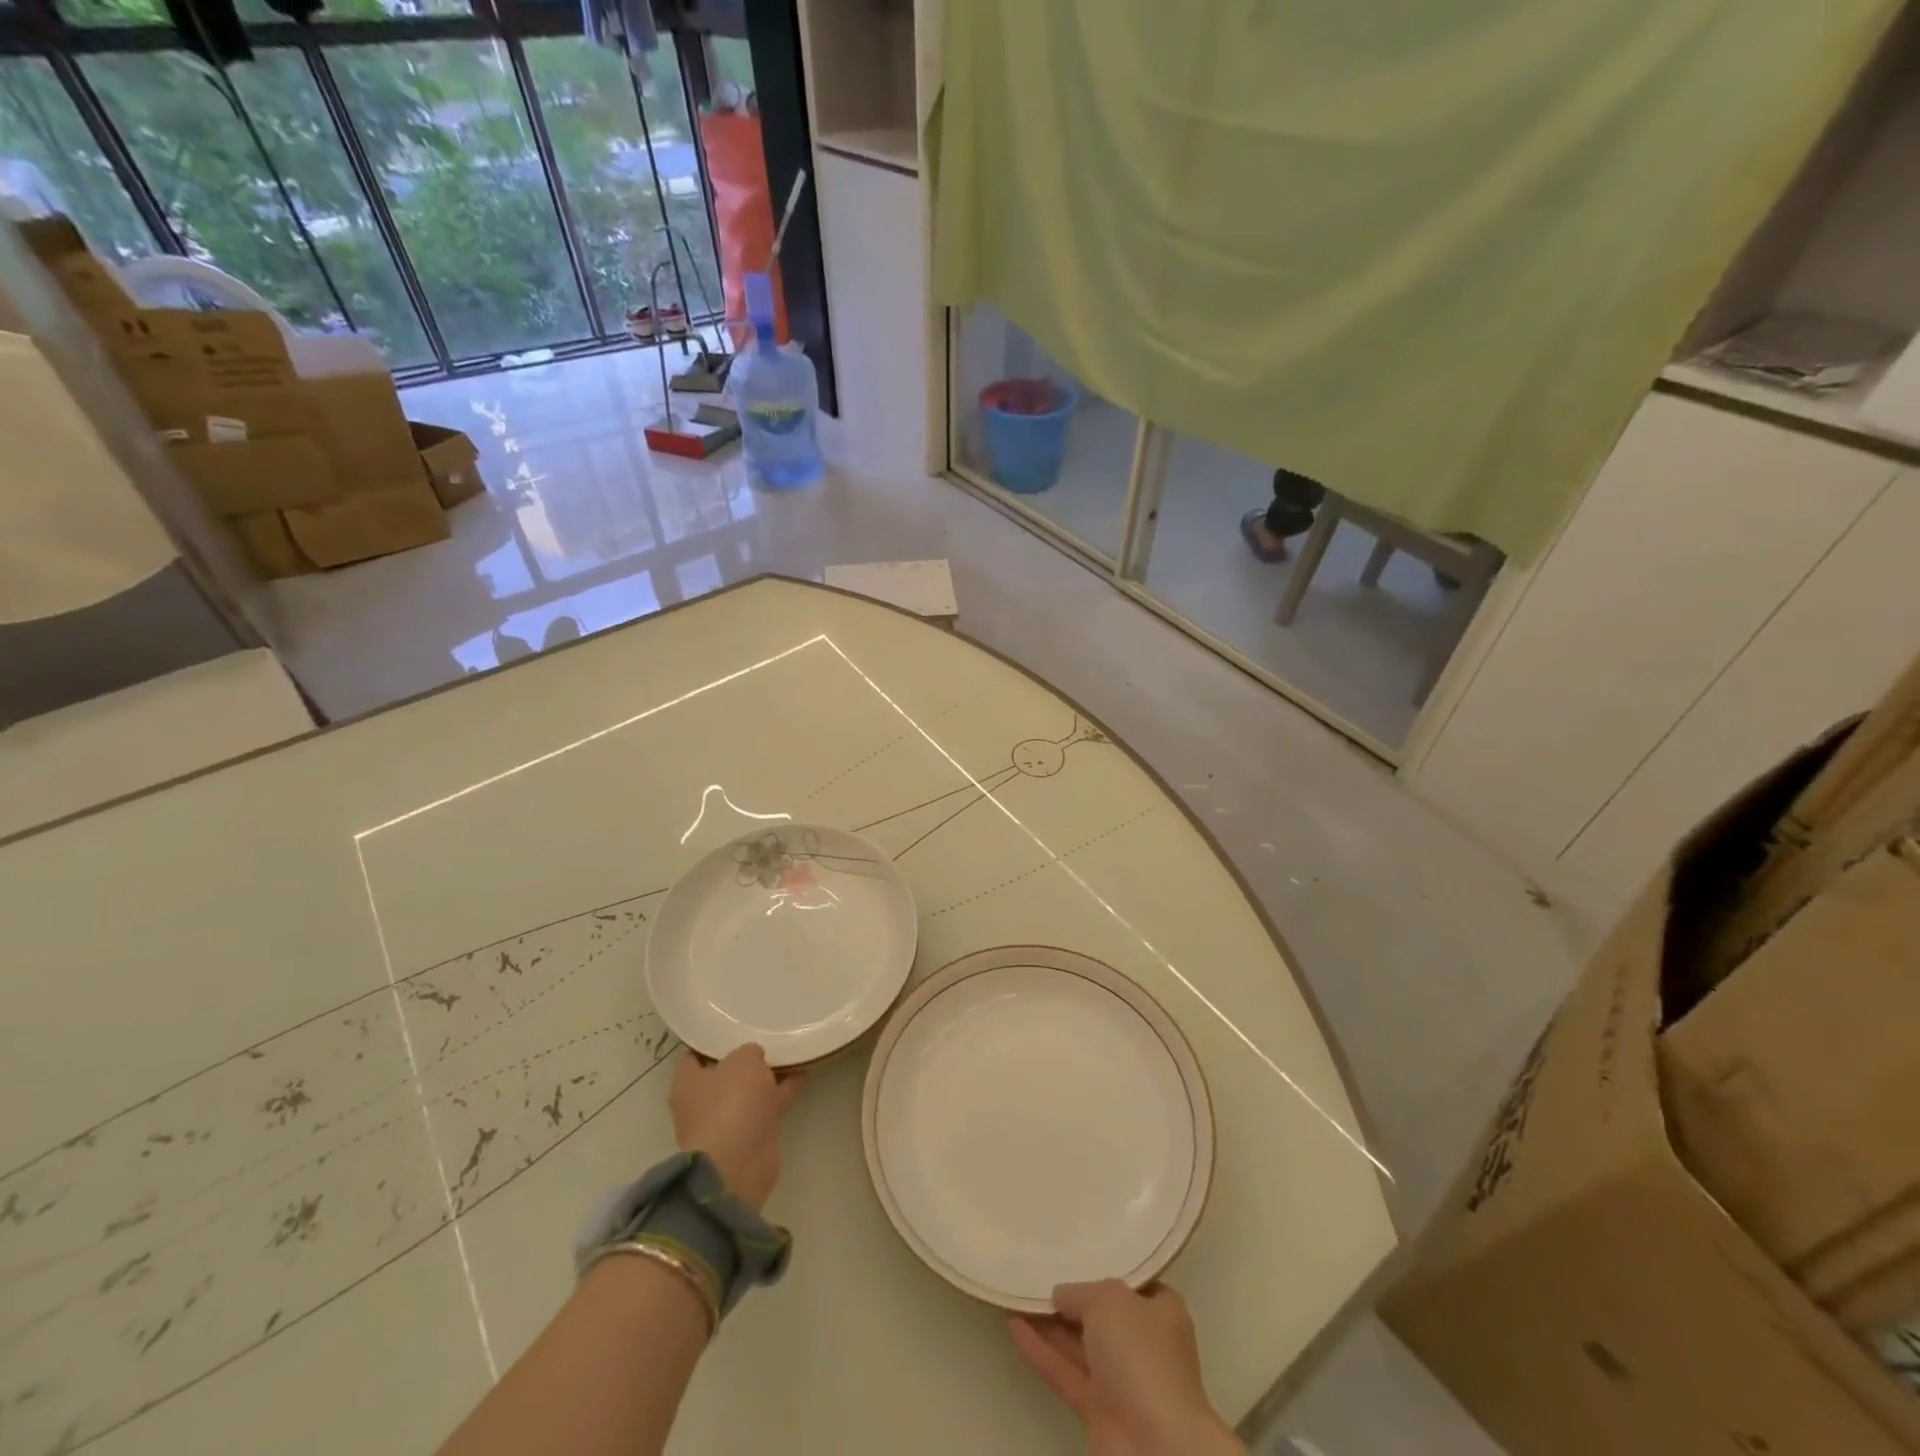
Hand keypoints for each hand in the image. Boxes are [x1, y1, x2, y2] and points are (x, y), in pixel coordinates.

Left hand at [668, 1044, 801, 1211]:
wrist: (739, 1165)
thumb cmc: (730, 1104)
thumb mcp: (743, 1060)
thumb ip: (749, 1052)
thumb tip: (753, 1057)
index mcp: (687, 1083)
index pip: (694, 1055)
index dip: (711, 1040)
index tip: (732, 1025)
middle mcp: (702, 1102)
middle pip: (725, 1072)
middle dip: (745, 1058)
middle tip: (766, 1034)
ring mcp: (727, 1121)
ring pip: (750, 1089)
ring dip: (768, 1074)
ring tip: (792, 1048)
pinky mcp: (751, 1135)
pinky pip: (769, 1104)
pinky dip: (784, 1089)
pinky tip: (804, 1070)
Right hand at [1010, 1281, 1240, 1455]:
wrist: (1153, 1442)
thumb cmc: (1140, 1352)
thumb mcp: (1109, 1299)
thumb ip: (1080, 1292)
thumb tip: (1061, 1295)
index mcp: (1161, 1311)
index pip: (1132, 1283)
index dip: (1105, 1268)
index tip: (1077, 1252)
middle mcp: (1143, 1343)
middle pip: (1102, 1314)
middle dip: (1072, 1297)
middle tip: (1039, 1270)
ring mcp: (1121, 1379)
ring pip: (1080, 1344)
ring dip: (1050, 1323)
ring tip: (1020, 1293)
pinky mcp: (1098, 1409)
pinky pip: (1065, 1371)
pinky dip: (1041, 1351)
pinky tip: (1013, 1326)